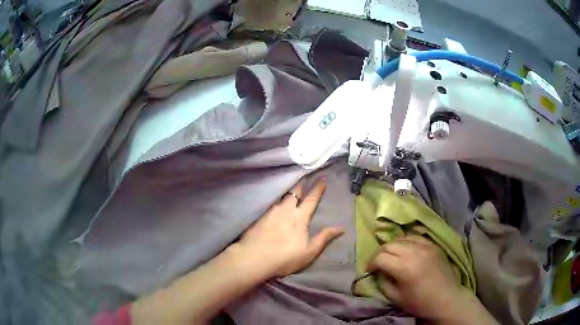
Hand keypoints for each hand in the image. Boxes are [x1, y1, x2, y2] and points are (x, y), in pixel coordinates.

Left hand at [232, 178, 343, 278]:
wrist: (254, 258)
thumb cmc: (285, 258)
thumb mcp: (309, 252)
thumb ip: (324, 238)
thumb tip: (342, 228)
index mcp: (299, 218)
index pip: (311, 199)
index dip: (318, 188)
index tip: (322, 178)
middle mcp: (285, 210)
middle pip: (294, 193)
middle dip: (301, 184)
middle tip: (304, 176)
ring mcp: (270, 212)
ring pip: (281, 196)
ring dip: (287, 190)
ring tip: (289, 185)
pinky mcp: (259, 216)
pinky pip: (270, 202)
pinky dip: (275, 198)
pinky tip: (273, 199)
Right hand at [370, 235, 475, 322]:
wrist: (447, 299)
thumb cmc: (420, 303)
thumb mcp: (396, 298)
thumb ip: (383, 283)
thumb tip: (378, 272)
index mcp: (404, 268)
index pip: (380, 257)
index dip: (370, 263)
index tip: (370, 270)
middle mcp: (414, 252)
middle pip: (389, 245)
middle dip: (379, 254)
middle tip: (378, 264)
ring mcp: (426, 246)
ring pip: (401, 238)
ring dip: (393, 247)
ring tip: (392, 256)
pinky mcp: (434, 245)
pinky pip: (415, 237)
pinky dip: (407, 242)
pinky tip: (406, 250)